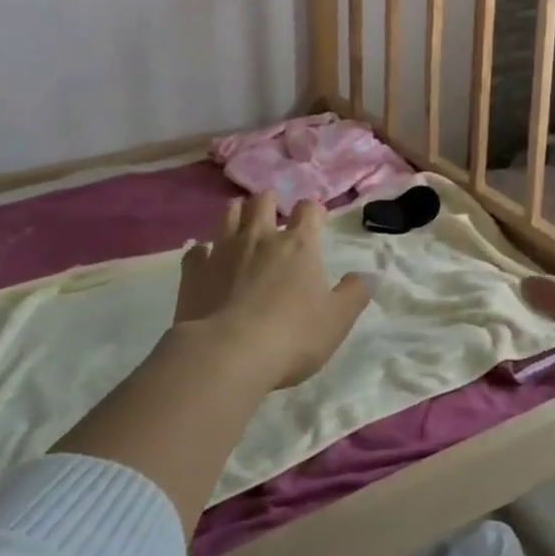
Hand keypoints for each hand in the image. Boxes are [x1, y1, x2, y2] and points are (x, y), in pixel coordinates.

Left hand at [173, 192, 370, 388]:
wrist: (227, 354)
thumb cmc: (292, 336)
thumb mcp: (337, 321)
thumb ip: (353, 295)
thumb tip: (360, 278)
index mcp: (298, 245)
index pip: (308, 209)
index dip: (313, 211)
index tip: (315, 220)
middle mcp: (260, 237)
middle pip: (263, 200)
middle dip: (270, 202)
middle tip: (274, 216)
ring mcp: (223, 250)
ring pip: (229, 214)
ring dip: (238, 214)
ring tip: (242, 225)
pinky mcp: (194, 271)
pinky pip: (197, 250)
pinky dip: (203, 251)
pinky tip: (207, 261)